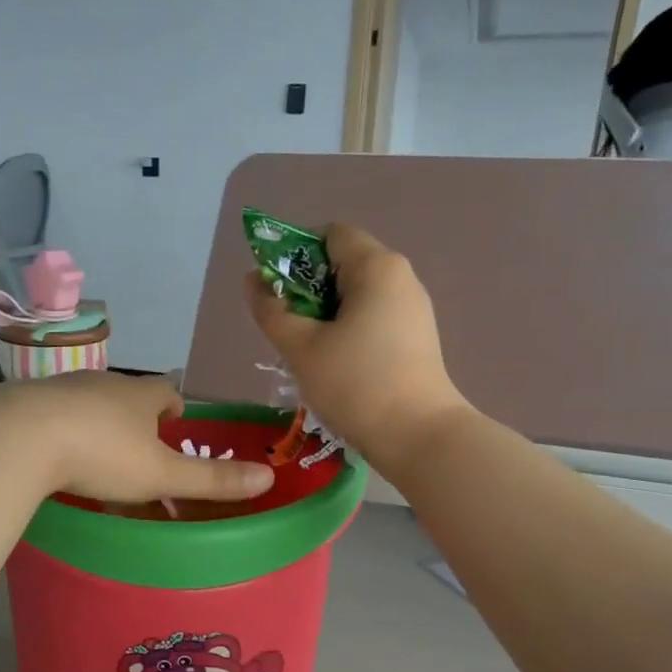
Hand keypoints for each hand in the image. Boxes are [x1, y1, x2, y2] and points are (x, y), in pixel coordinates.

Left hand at [0, 373, 275, 504]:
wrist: (19, 437)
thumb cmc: (101, 453)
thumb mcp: (160, 473)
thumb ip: (211, 479)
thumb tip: (267, 478)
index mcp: (139, 395)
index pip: (165, 392)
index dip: (174, 408)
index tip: (174, 426)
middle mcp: (102, 383)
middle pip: (126, 395)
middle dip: (134, 417)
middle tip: (137, 449)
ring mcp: (61, 389)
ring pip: (88, 402)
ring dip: (96, 422)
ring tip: (96, 454)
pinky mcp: (26, 403)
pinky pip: (52, 414)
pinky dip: (59, 429)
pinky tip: (53, 455)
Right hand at [244, 224, 465, 471]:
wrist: (418, 436)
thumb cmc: (355, 384)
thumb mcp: (300, 347)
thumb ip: (271, 309)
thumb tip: (253, 280)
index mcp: (376, 267)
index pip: (329, 234)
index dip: (296, 254)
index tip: (277, 292)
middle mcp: (401, 277)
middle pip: (343, 264)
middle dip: (308, 289)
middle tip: (287, 328)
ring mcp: (413, 308)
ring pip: (357, 295)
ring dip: (325, 314)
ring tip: (308, 352)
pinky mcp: (417, 337)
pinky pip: (373, 317)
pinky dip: (348, 330)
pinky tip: (336, 365)